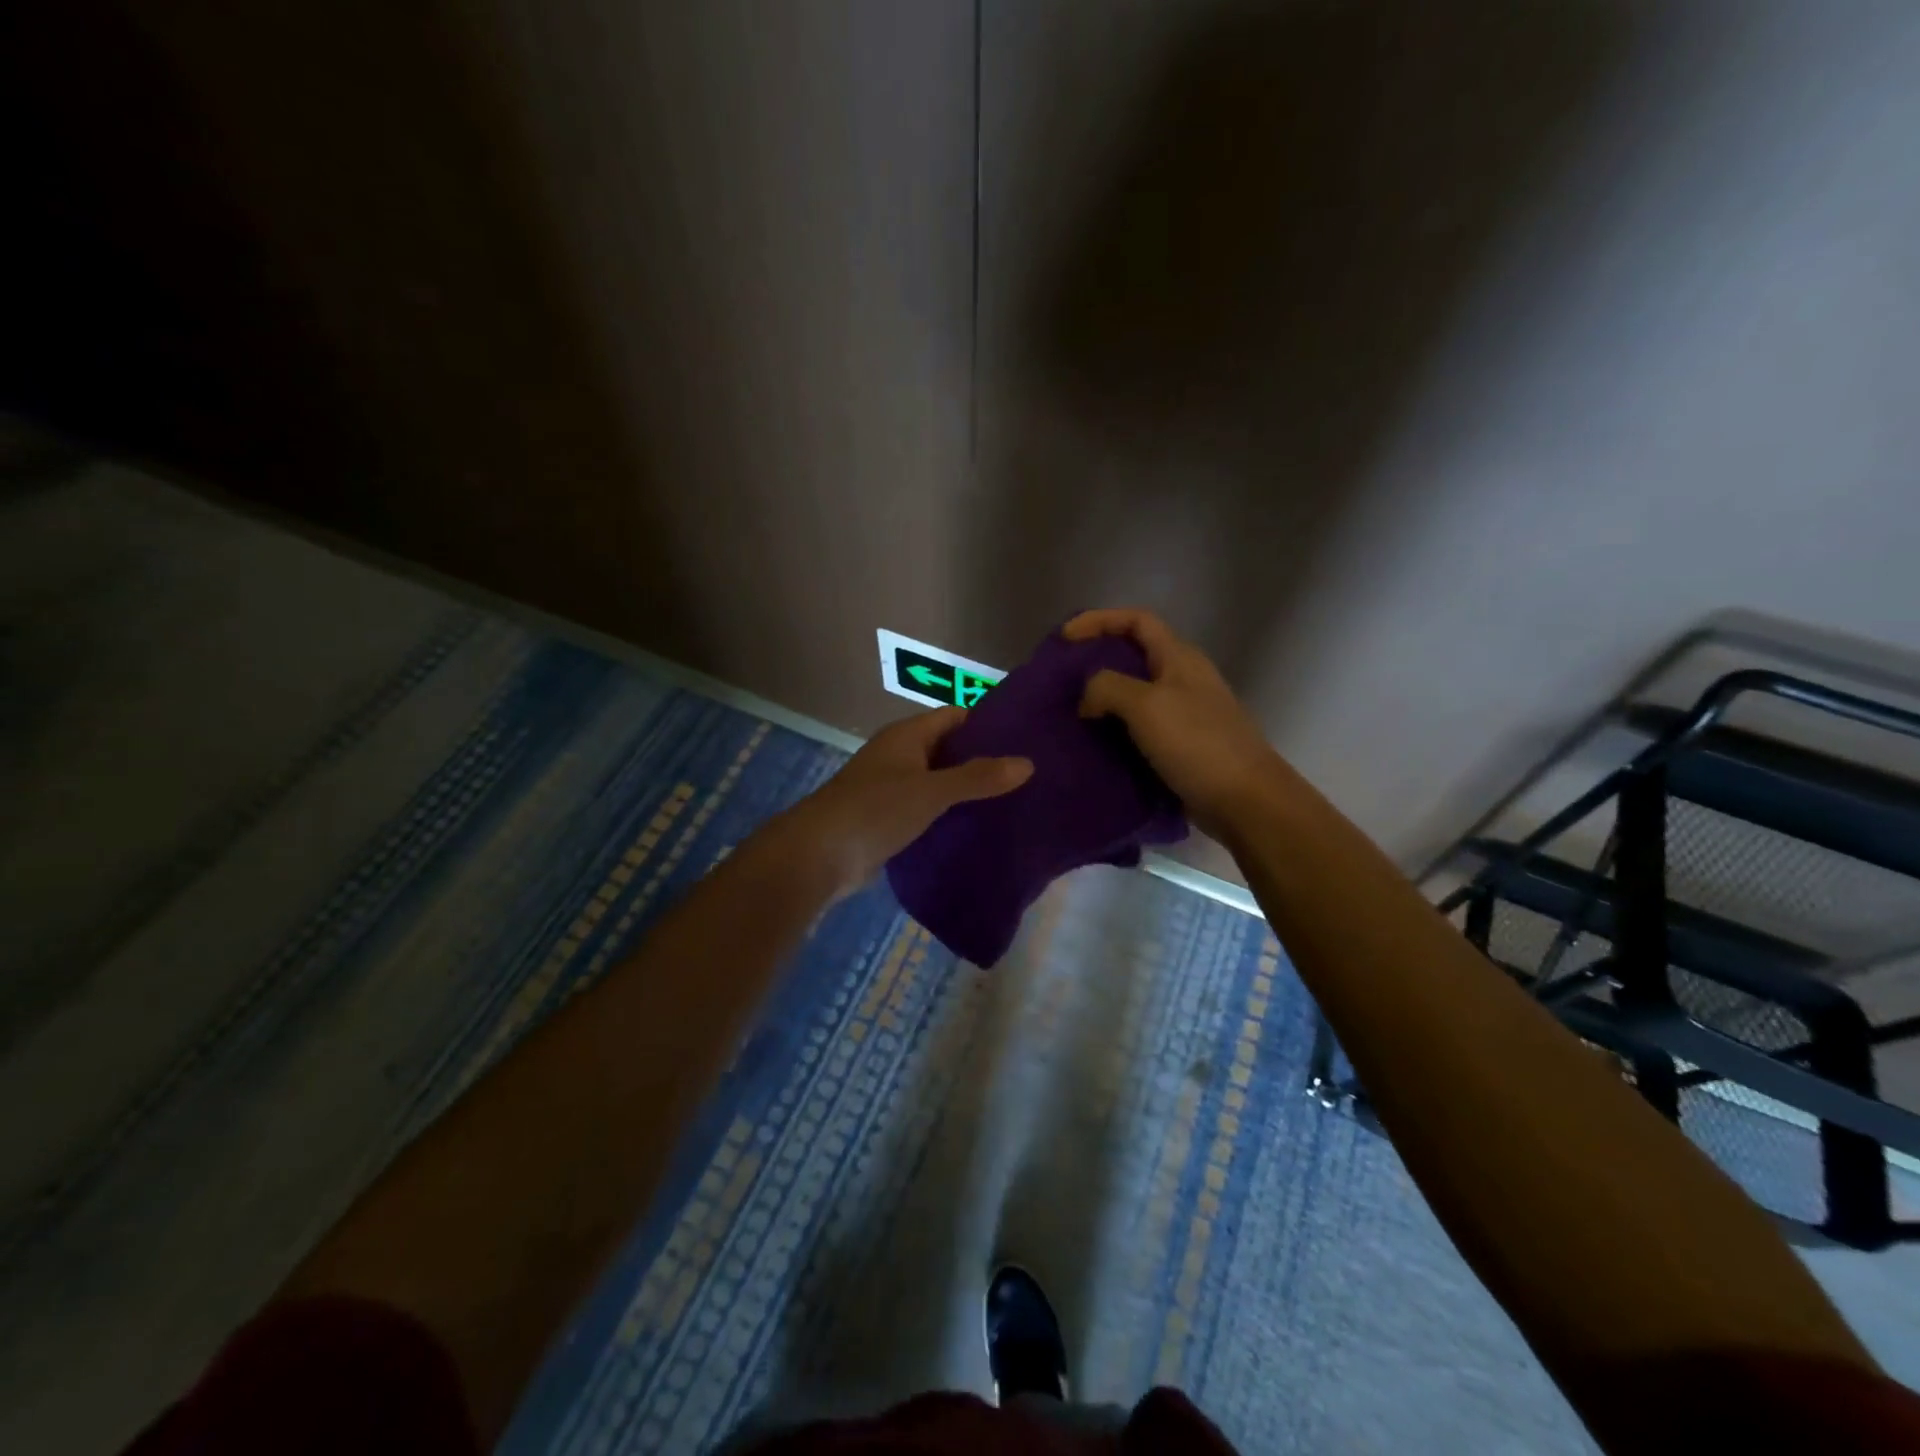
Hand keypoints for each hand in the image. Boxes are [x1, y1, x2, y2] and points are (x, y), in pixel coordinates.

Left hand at [782, 707, 1032, 898]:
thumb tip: (1027, 763)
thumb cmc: (875, 809)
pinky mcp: (887, 819)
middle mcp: (899, 755)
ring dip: (967, 791)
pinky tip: (977, 829)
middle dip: (982, 761)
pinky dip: (949, 815)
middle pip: (948, 750)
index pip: (955, 717)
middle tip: (1026, 775)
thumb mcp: (932, 790)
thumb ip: (978, 777)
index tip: (1025, 739)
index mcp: (907, 736)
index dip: (988, 724)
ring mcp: (891, 788)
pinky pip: (926, 809)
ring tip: (1013, 803)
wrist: (819, 854)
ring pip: (938, 782)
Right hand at [1064, 608, 1280, 839]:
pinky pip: (1138, 728)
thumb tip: (1087, 699)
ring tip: (1069, 712)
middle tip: (1061, 677)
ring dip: (1102, 699)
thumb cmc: (1198, 744)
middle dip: (1096, 660)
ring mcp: (1183, 714)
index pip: (1136, 620)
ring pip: (1133, 694)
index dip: (1099, 620)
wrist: (1245, 800)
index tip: (1064, 637)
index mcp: (1179, 658)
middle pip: (1133, 655)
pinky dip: (1113, 730)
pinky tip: (1092, 744)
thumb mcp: (1147, 706)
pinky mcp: (1179, 746)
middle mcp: (1182, 679)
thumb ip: (1108, 688)